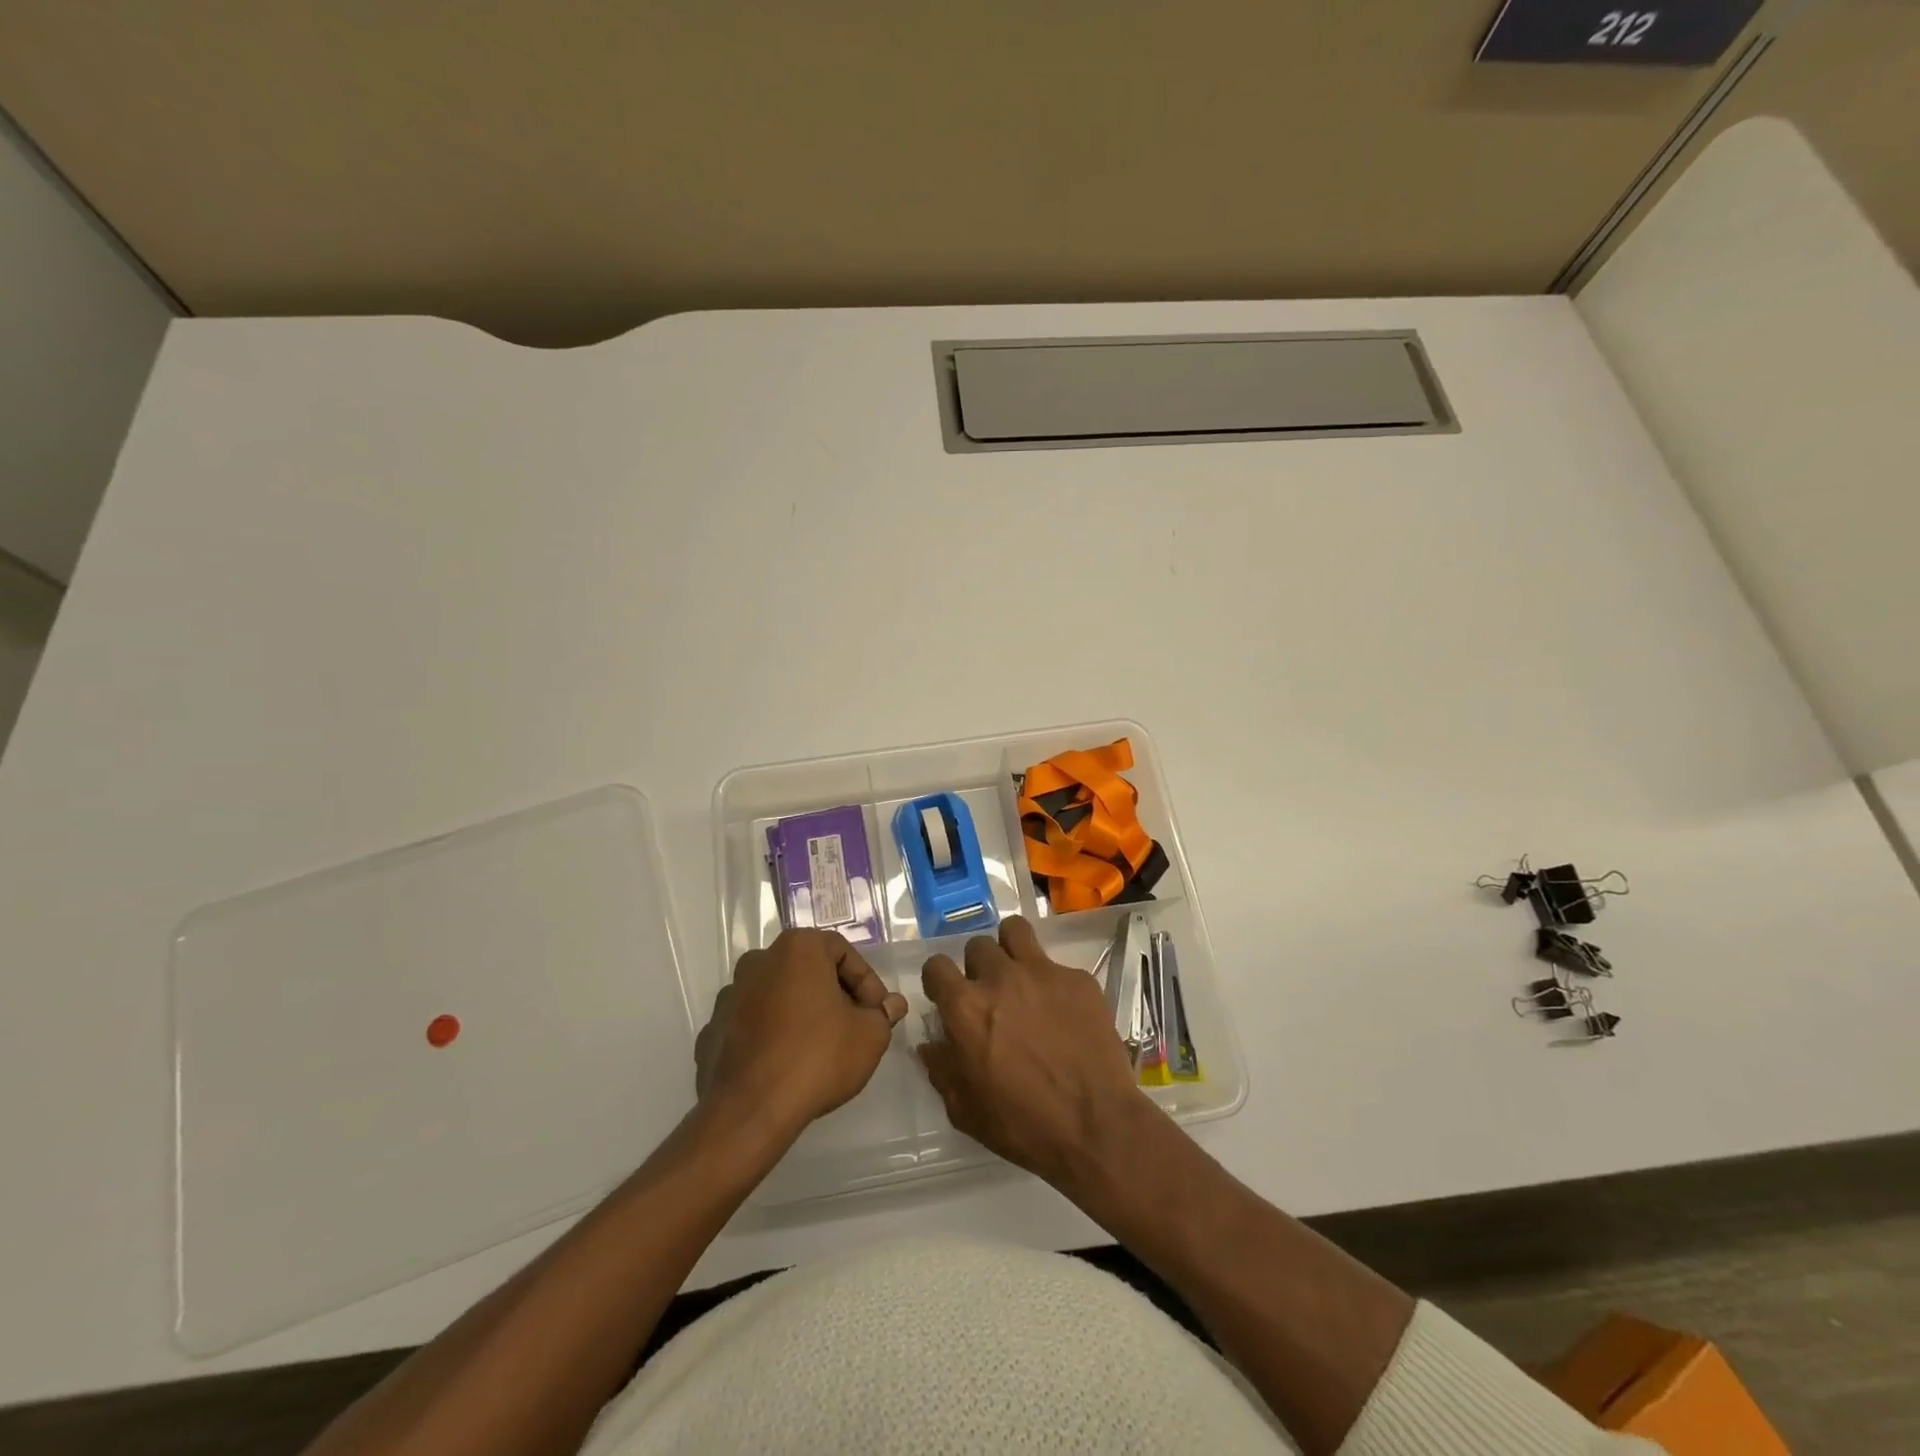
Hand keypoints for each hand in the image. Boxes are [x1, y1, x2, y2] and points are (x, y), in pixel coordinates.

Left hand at [696, 929, 907, 1136]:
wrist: (751, 1110)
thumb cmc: (818, 1057)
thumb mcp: (869, 1035)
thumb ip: (883, 1014)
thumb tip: (892, 1005)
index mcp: (797, 948)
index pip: (843, 952)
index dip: (867, 983)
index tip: (876, 1013)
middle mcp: (759, 960)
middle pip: (809, 970)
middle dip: (835, 995)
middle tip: (854, 1026)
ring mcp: (731, 995)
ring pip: (779, 995)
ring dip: (801, 1013)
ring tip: (820, 1047)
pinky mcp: (713, 1029)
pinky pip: (753, 1024)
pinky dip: (772, 1035)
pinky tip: (786, 1063)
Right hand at [918, 916, 1153, 1188]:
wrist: (1096, 1127)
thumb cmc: (1023, 1125)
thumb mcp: (966, 1111)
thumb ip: (942, 1070)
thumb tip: (931, 1046)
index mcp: (967, 1007)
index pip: (936, 966)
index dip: (938, 980)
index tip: (947, 996)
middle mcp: (1001, 977)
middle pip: (978, 945)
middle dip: (978, 966)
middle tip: (990, 993)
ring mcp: (1043, 972)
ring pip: (1015, 931)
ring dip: (1011, 949)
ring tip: (1020, 976)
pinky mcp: (1078, 978)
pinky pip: (1057, 965)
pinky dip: (1053, 981)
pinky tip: (1063, 1011)